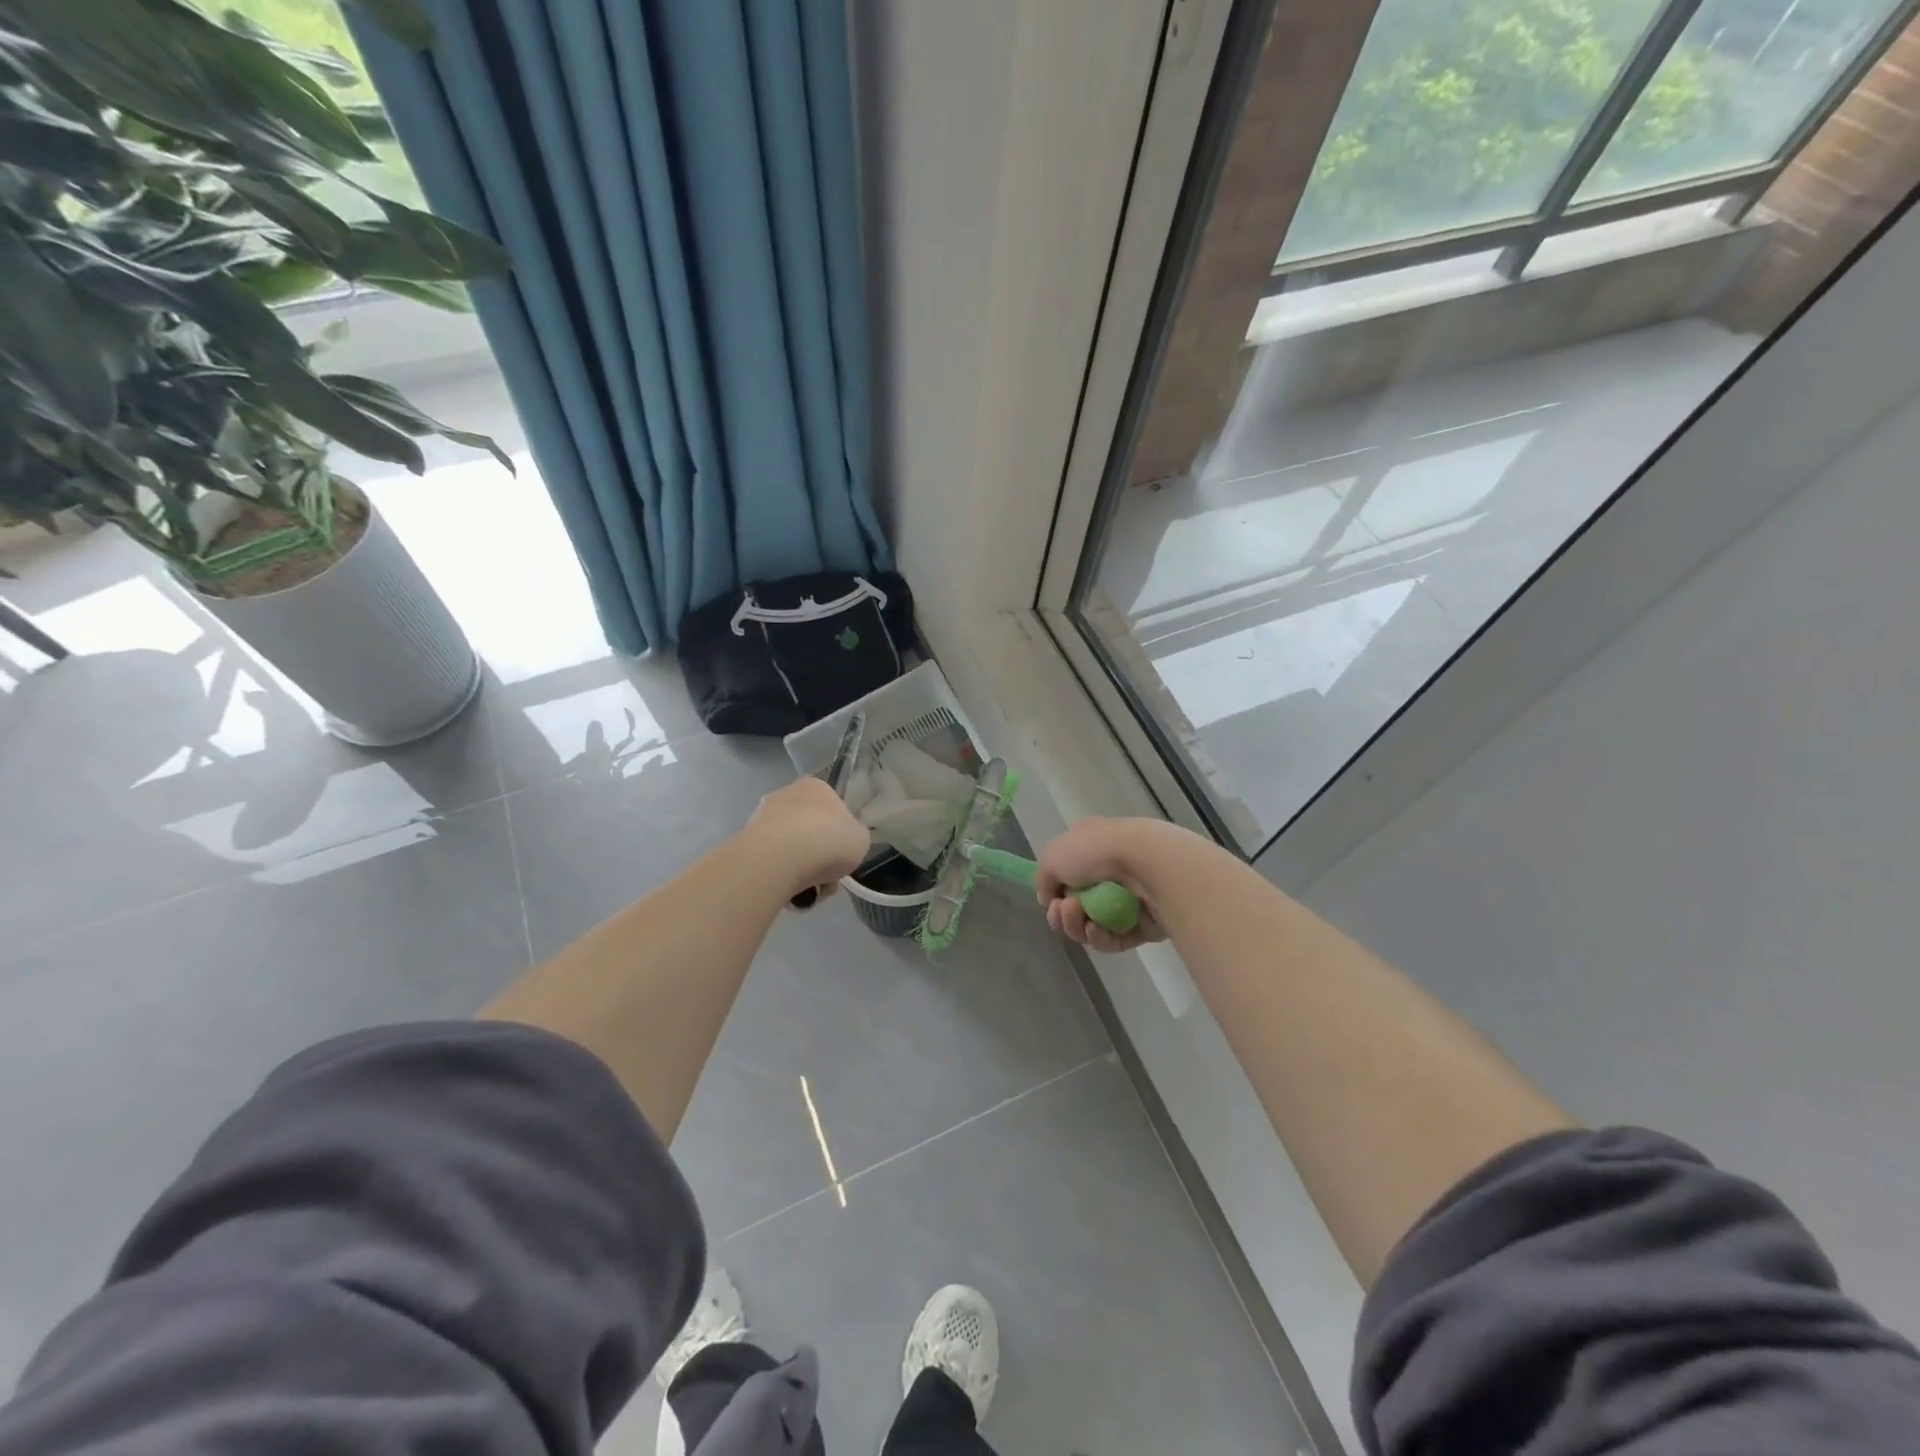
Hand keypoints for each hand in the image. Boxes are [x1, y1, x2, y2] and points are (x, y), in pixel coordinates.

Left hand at [745, 776, 871, 903]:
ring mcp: (762, 817)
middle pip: (810, 831)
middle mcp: (786, 795)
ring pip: (790, 849)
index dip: (840, 837)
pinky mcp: (745, 841)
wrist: (779, 859)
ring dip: (800, 871)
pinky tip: (788, 893)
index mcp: (817, 787)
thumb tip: (843, 843)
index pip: (833, 811)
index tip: (842, 858)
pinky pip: (771, 863)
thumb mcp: (860, 840)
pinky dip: (780, 878)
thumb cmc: (828, 841)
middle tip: (826, 879)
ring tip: (808, 893)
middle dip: (818, 857)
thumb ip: (854, 838)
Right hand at [1035, 817, 1168, 953]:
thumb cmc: (1096, 852)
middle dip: (1062, 915)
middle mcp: (1108, 872)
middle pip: (1075, 907)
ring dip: (1076, 925)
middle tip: (1063, 909)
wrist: (1147, 864)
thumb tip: (1050, 899)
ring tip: (1080, 914)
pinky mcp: (1142, 926)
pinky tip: (1097, 929)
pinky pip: (1112, 940)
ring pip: (1090, 926)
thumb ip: (1043, 879)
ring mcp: (1126, 900)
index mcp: (1089, 849)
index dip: (1053, 893)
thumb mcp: (1052, 857)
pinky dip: (1100, 937)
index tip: (1049, 898)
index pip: (1066, 877)